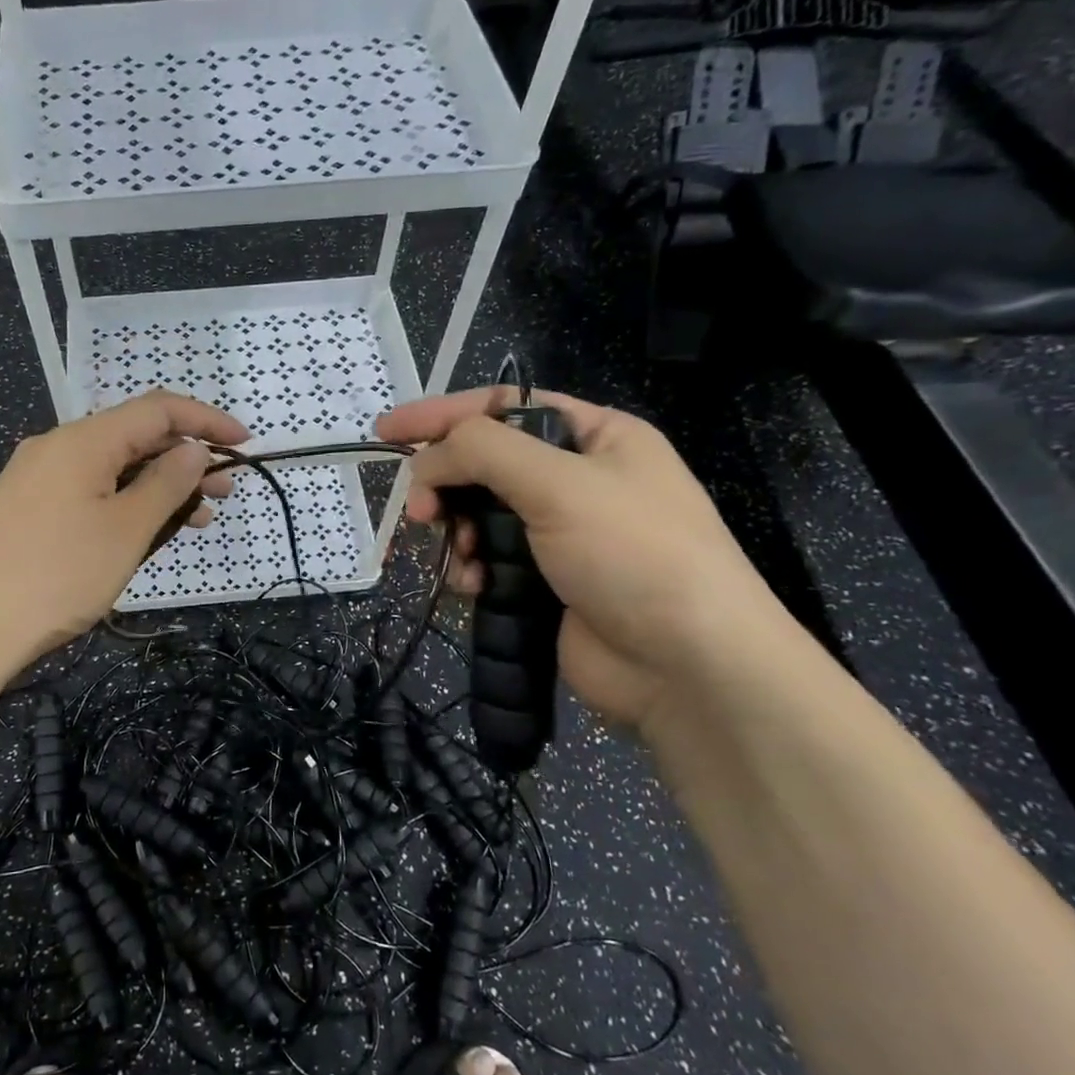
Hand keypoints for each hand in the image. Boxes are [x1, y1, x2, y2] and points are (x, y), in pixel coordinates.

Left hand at [0, 390, 249, 667]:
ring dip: (158, 485)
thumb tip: (193, 451)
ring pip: (113, 467)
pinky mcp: (29, 507)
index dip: (206, 420)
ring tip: (197, 518)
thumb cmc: (58, 575)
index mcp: (83, 440)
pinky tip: (146, 529)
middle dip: (185, 458)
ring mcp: (39, 477)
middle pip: (134, 436)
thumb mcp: (126, 530)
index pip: (157, 409)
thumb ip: (167, 484)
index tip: (245, 443)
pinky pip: (90, 489)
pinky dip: (126, 501)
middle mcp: (58, 447)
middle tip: (225, 491)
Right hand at [377, 387, 789, 729]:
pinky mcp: (544, 581)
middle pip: (485, 463)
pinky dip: (472, 569)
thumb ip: (482, 451)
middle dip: (446, 484)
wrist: (687, 667)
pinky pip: (488, 560)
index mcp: (595, 437)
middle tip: (420, 511)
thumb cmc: (633, 554)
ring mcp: (560, 534)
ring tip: (459, 556)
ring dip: (458, 533)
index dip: (442, 414)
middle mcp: (577, 479)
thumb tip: (426, 460)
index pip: (503, 407)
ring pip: (479, 515)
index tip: (387, 430)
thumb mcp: (559, 483)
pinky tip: (475, 586)